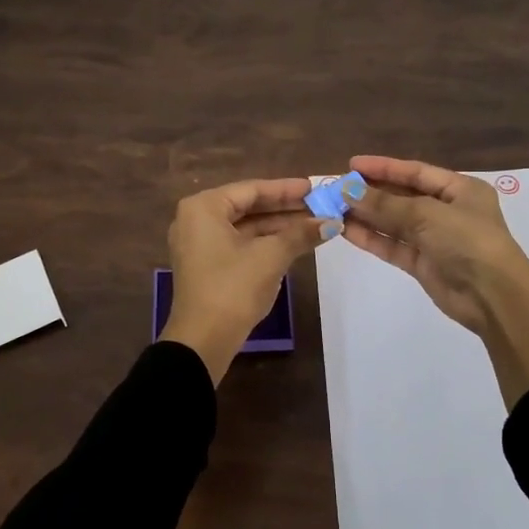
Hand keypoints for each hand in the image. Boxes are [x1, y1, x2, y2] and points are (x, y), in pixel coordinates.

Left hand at [160, 177, 334, 383]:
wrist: (203, 341)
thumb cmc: (233, 288)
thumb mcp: (271, 256)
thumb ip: (301, 234)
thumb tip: (333, 221)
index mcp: (204, 207)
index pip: (252, 189)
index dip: (287, 189)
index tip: (315, 187)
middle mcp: (196, 219)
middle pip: (248, 206)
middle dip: (285, 208)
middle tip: (320, 205)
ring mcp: (199, 243)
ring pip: (245, 226)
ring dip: (278, 226)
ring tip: (314, 223)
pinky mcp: (206, 265)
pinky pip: (238, 243)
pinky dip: (264, 242)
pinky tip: (293, 242)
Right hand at [341, 156, 528, 407]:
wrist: (493, 296)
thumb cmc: (467, 241)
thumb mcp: (426, 215)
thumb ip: (385, 204)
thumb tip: (347, 190)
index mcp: (460, 189)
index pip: (416, 172)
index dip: (383, 167)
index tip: (351, 165)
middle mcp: (447, 211)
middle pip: (402, 196)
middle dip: (370, 193)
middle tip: (336, 189)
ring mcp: (435, 239)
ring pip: (394, 222)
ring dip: (366, 216)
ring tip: (333, 208)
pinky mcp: (423, 264)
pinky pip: (393, 245)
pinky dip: (371, 238)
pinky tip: (346, 230)